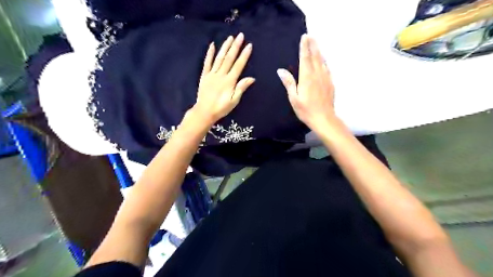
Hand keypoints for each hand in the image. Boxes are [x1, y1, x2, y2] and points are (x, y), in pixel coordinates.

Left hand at [191, 32, 255, 125]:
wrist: (205, 112)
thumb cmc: (221, 108)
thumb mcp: (234, 100)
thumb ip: (241, 88)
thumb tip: (251, 78)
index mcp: (229, 81)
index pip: (238, 65)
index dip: (244, 55)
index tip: (249, 45)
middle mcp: (221, 75)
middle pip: (229, 58)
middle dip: (235, 46)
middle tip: (240, 35)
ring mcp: (212, 74)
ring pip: (219, 58)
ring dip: (225, 47)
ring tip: (230, 37)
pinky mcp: (204, 76)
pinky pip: (207, 63)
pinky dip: (210, 54)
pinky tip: (212, 45)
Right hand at [276, 34, 334, 132]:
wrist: (324, 119)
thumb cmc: (306, 110)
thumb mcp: (294, 98)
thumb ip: (289, 83)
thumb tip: (280, 70)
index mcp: (307, 77)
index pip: (305, 58)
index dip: (304, 47)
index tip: (304, 37)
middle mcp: (317, 74)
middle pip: (315, 56)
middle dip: (312, 45)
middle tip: (311, 36)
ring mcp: (326, 78)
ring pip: (322, 61)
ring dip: (319, 51)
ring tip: (316, 44)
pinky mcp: (330, 83)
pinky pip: (327, 68)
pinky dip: (324, 61)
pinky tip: (323, 61)